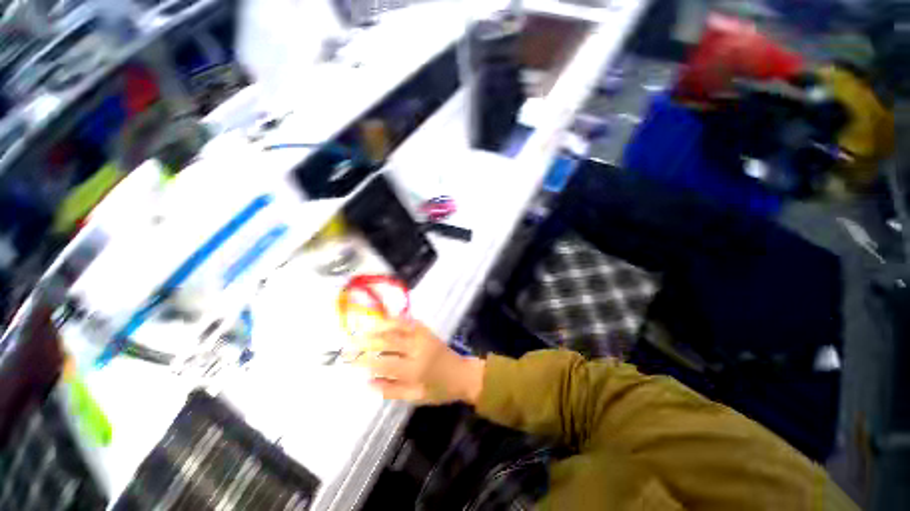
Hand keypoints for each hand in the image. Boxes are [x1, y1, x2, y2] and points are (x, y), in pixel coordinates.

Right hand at [352, 319, 484, 404]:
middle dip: (367, 341)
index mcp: (416, 369)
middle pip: (388, 341)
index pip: (385, 363)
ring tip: (362, 328)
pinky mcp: (427, 330)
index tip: (350, 360)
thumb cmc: (439, 390)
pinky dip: (394, 319)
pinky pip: (408, 321)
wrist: (462, 374)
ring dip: (378, 326)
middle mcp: (419, 348)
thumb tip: (367, 382)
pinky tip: (383, 321)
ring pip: (398, 326)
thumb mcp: (416, 397)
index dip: (365, 361)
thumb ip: (392, 390)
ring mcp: (423, 336)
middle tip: (350, 342)